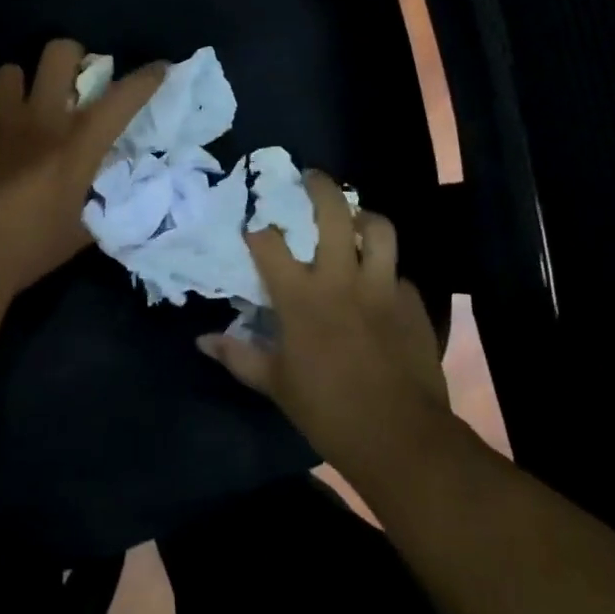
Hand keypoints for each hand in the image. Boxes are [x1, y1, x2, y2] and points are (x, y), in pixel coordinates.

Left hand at [0, 40, 165, 296]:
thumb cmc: (24, 252)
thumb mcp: (77, 234)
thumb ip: (95, 206)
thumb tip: (105, 197)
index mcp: (75, 145)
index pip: (122, 99)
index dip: (146, 79)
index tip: (159, 69)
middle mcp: (37, 118)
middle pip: (59, 53)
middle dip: (71, 58)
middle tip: (69, 82)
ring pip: (9, 71)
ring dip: (20, 88)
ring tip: (17, 114)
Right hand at [197, 171, 452, 469]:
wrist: (400, 437)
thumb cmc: (327, 409)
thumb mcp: (274, 384)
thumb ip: (238, 356)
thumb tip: (202, 340)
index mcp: (301, 297)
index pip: (270, 244)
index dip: (258, 229)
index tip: (253, 225)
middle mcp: (341, 280)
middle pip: (334, 214)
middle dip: (320, 188)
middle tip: (311, 177)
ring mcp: (381, 288)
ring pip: (379, 229)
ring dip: (365, 217)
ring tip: (355, 219)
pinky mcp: (412, 303)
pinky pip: (398, 271)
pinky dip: (385, 268)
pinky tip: (378, 281)